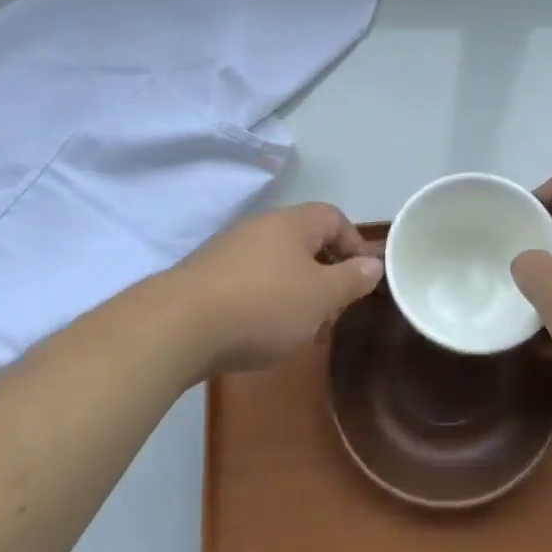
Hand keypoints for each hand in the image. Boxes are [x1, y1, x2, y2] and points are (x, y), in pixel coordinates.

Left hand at [169, 203, 383, 376]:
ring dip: (294, 292)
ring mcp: (230, 250)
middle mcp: (262, 226)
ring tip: (299, 329)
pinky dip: (264, 302)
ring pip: (277, 264)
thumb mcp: (321, 297)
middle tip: (332, 310)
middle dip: (324, 274)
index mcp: (294, 223)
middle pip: (305, 241)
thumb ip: (352, 279)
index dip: (354, 244)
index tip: (360, 279)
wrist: (178, 326)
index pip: (334, 218)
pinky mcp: (206, 277)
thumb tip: (374, 263)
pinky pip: (249, 281)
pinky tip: (260, 333)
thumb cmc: (264, 305)